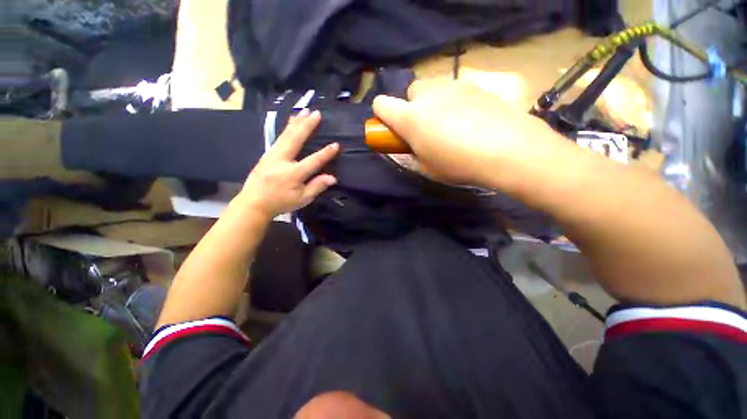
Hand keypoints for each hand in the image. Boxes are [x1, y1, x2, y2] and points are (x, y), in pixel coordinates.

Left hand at [238, 109, 338, 218]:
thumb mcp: (302, 199)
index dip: (326, 153)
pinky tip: (291, 122)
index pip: (314, 161)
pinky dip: (287, 127)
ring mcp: (272, 155)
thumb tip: (333, 178)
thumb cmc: (281, 202)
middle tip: (316, 113)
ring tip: (305, 111)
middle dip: (307, 125)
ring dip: (296, 122)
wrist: (253, 203)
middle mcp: (282, 160)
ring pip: (286, 134)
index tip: (336, 144)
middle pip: (296, 139)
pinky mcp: (266, 154)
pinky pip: (279, 137)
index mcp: (293, 174)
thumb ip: (317, 187)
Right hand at [372, 80, 572, 190]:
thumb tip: (413, 144)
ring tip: (450, 123)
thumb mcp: (428, 167)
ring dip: (433, 102)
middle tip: (426, 126)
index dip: (382, 114)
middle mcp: (428, 96)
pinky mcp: (475, 85)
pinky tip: (470, 119)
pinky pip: (455, 90)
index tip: (390, 125)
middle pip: (411, 91)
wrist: (508, 150)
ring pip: (433, 87)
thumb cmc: (460, 164)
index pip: (382, 104)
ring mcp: (453, 86)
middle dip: (413, 106)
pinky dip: (455, 101)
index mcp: (411, 118)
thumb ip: (414, 152)